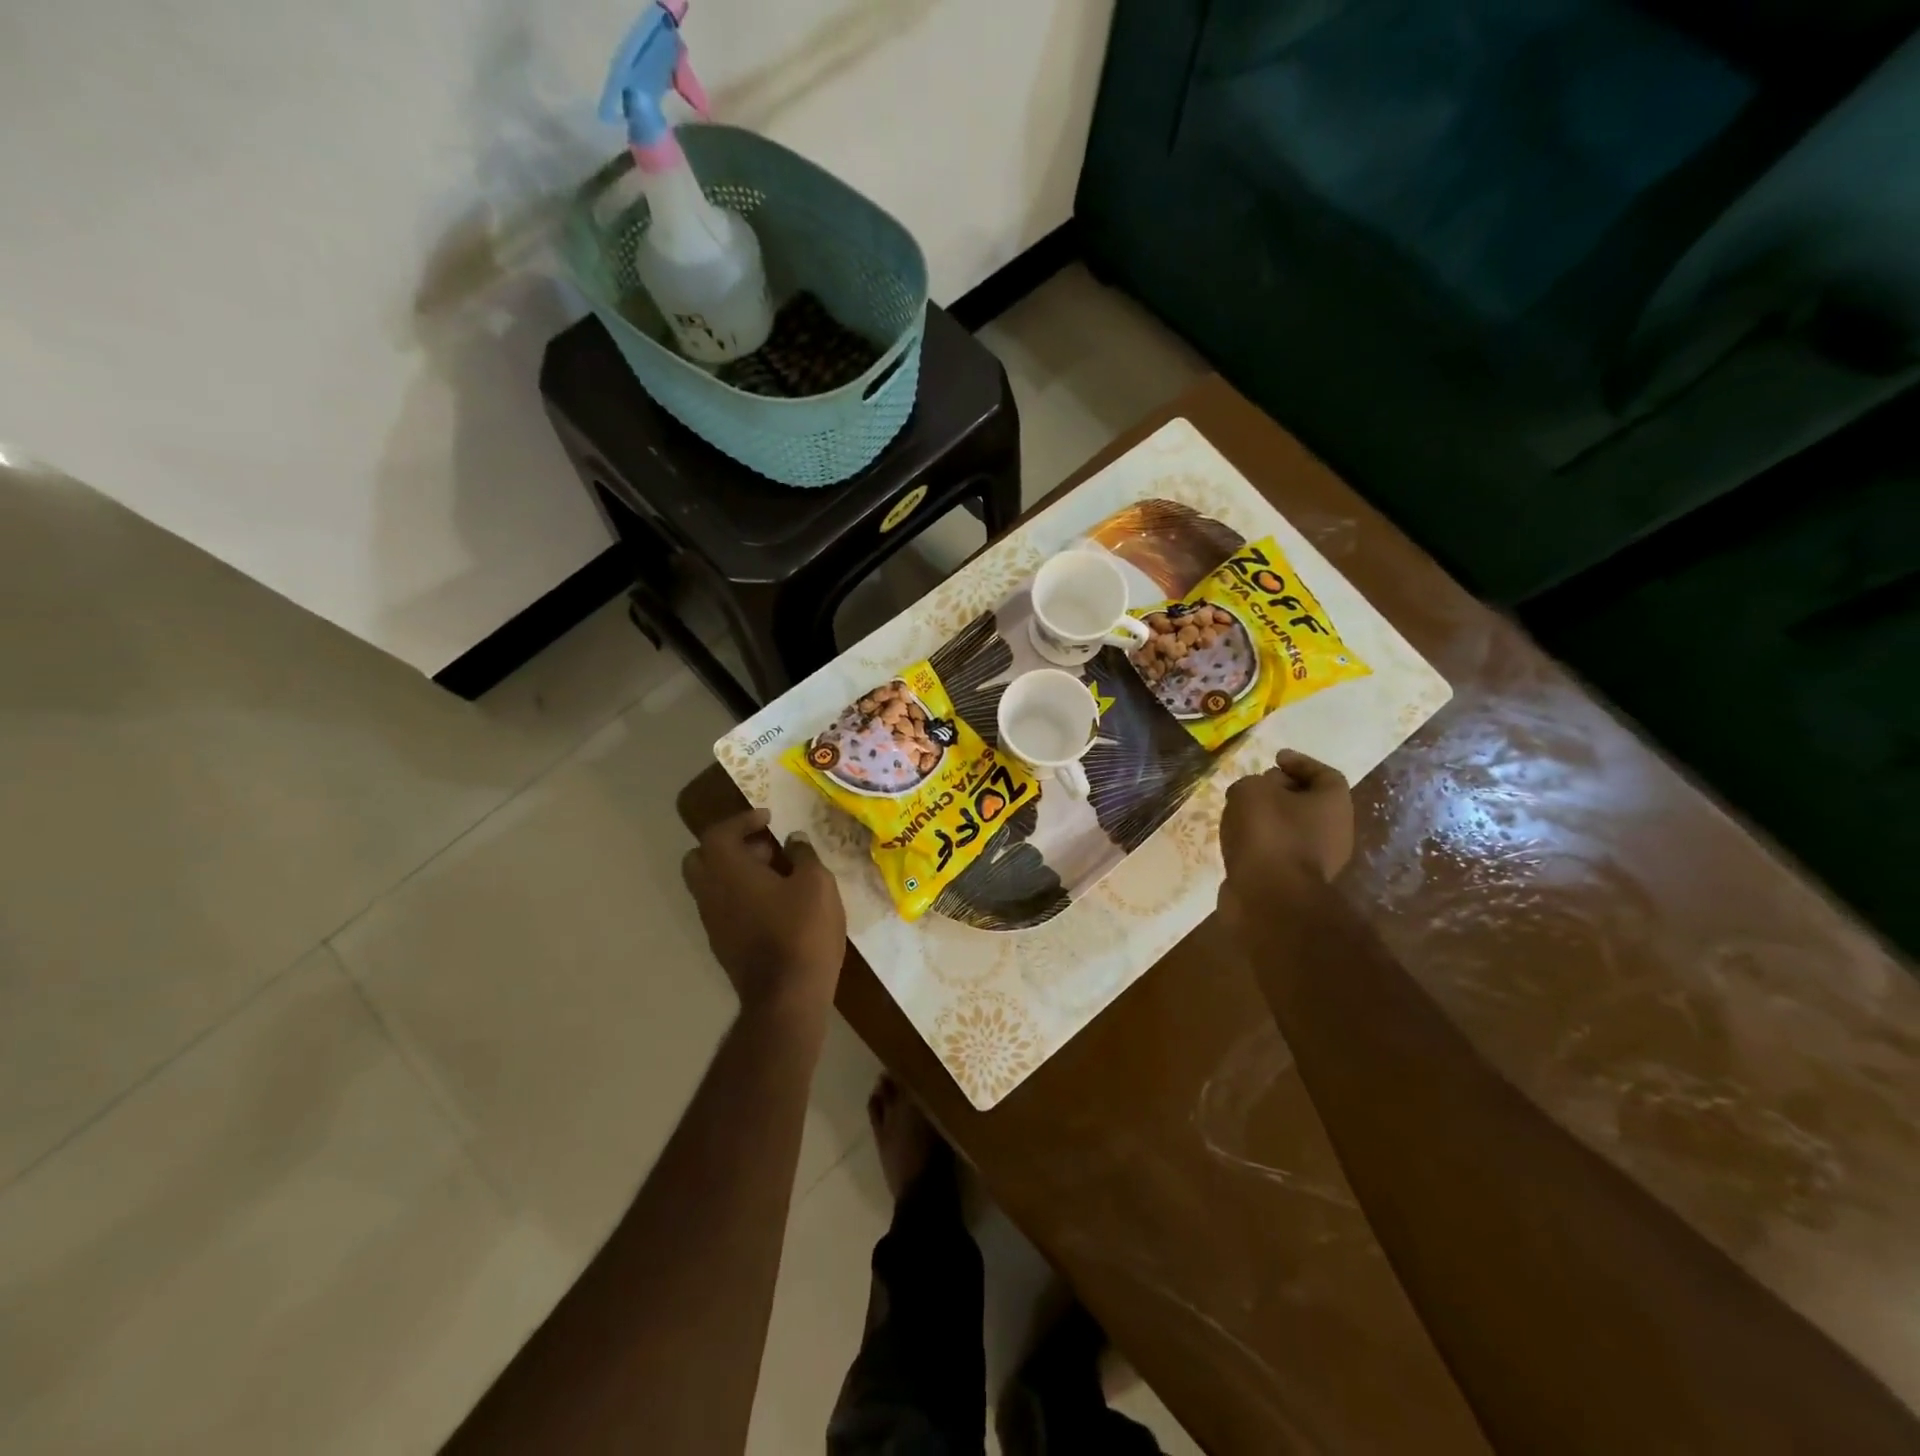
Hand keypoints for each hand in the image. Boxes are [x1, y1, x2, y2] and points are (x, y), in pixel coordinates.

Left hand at [683, 808, 846, 1022]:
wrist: (787, 997)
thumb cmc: (802, 931)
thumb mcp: (816, 883)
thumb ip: (803, 855)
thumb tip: (794, 840)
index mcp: (728, 871)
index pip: (718, 833)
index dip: (742, 820)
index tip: (768, 818)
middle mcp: (710, 894)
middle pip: (702, 858)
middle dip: (730, 846)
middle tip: (765, 847)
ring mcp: (713, 923)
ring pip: (711, 885)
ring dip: (736, 872)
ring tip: (777, 875)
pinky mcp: (723, 945)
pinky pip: (723, 907)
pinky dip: (740, 895)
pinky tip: (775, 904)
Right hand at [1220, 749, 1354, 892]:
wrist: (1269, 894)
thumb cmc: (1268, 832)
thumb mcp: (1251, 790)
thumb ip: (1252, 783)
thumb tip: (1255, 793)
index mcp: (1334, 803)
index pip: (1325, 774)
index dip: (1300, 762)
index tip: (1275, 758)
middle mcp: (1336, 831)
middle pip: (1311, 802)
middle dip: (1283, 791)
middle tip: (1256, 784)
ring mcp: (1320, 860)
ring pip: (1295, 829)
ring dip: (1271, 819)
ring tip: (1241, 813)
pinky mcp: (1298, 881)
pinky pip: (1282, 852)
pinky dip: (1264, 843)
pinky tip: (1241, 840)